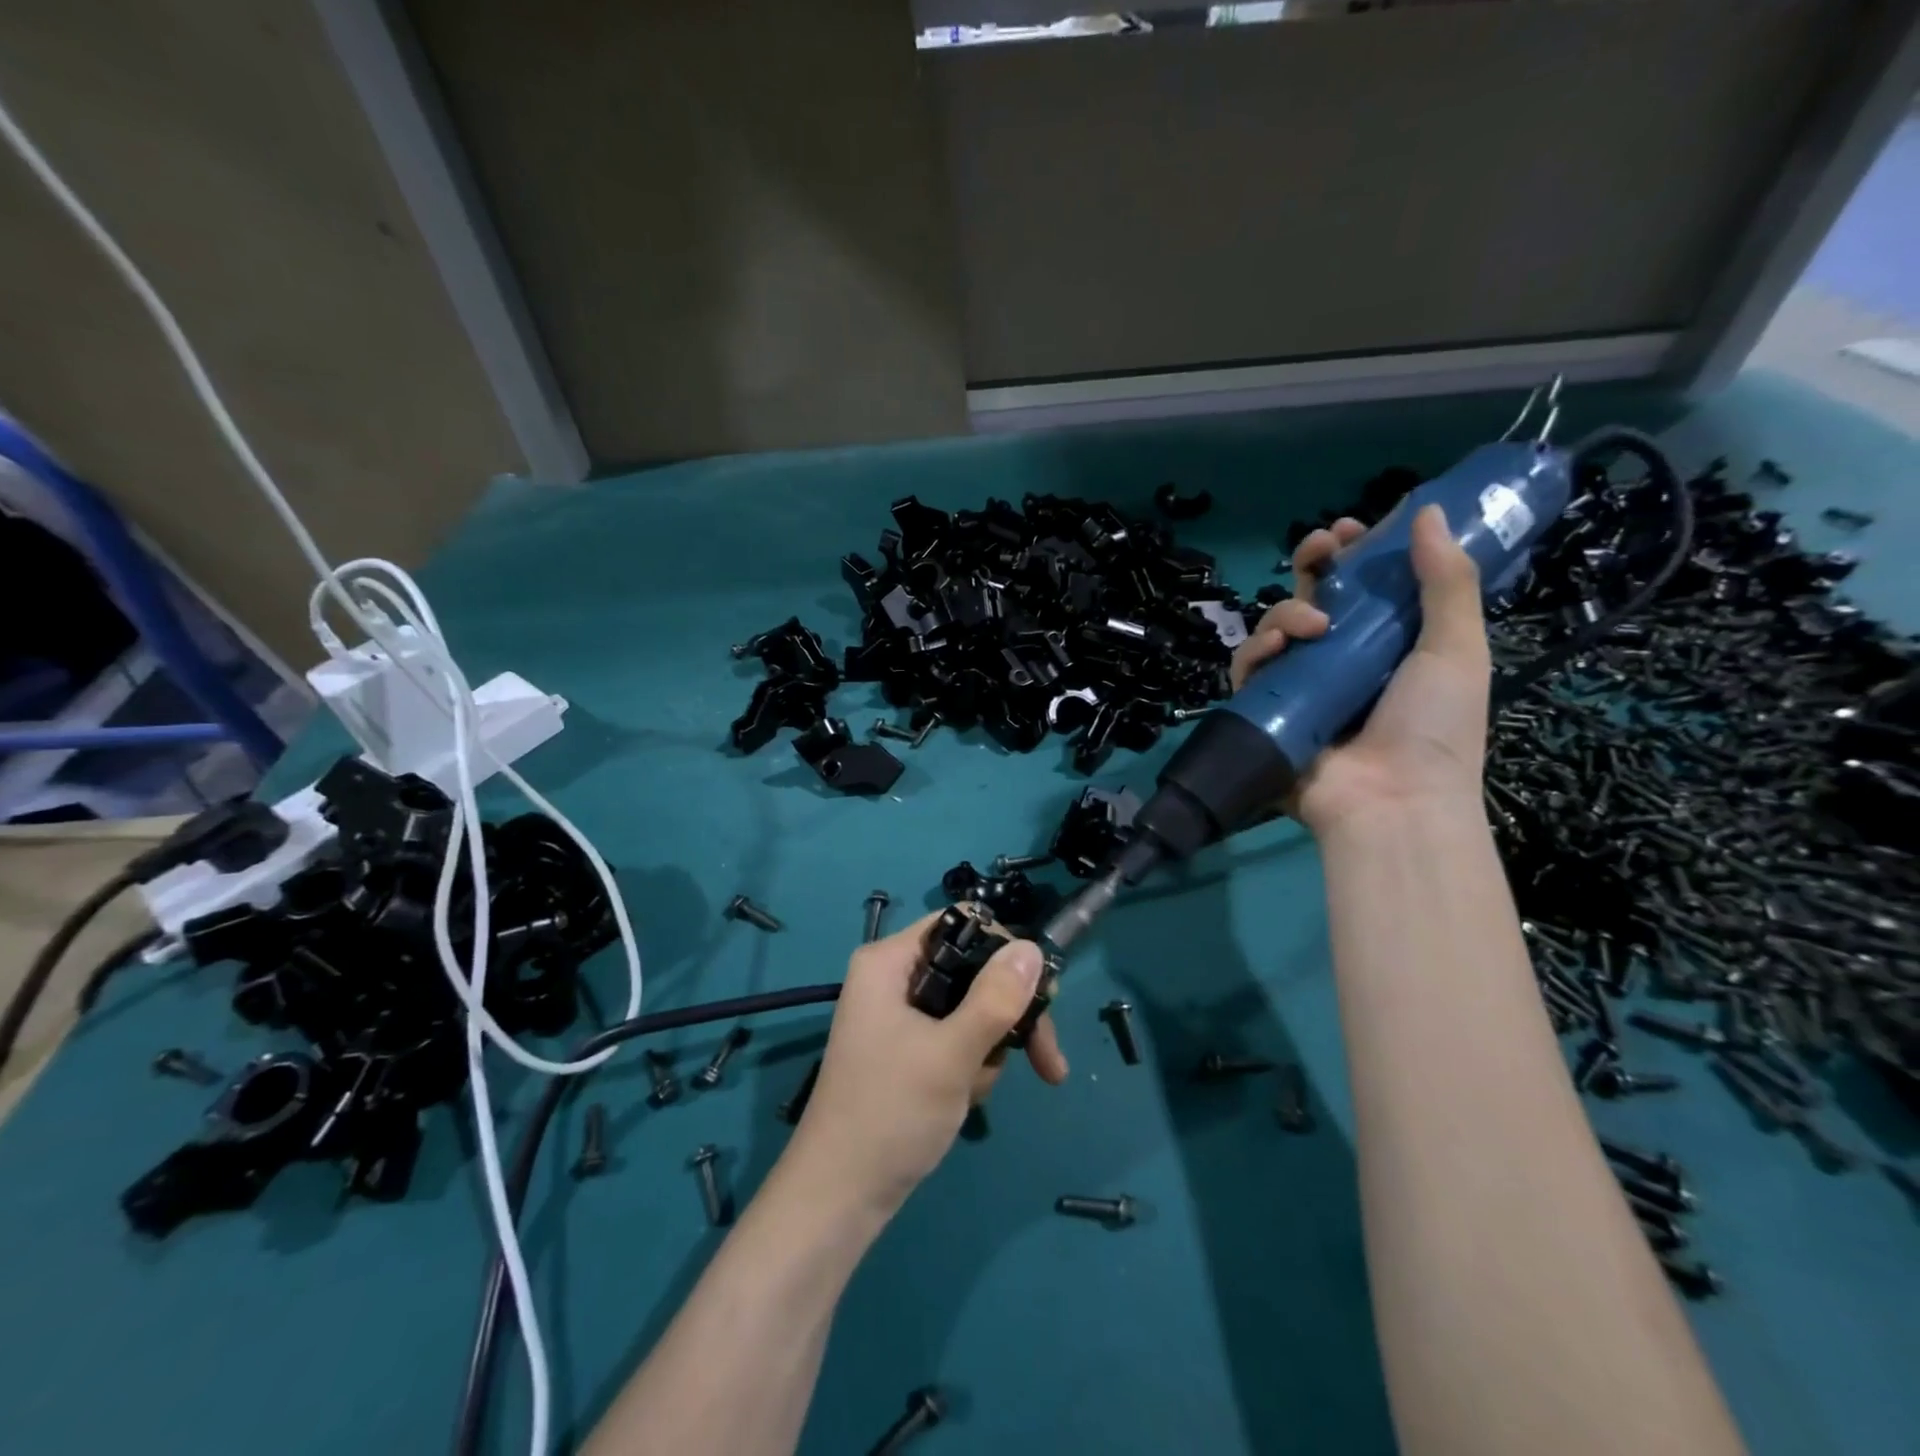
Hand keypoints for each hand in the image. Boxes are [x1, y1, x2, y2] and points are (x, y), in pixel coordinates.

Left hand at [786, 913, 1068, 1216]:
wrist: (841, 1199)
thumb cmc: (890, 1114)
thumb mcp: (951, 1053)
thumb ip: (996, 998)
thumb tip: (1033, 946)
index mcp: (889, 961)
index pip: (960, 925)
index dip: (1004, 951)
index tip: (1041, 994)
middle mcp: (893, 978)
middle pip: (973, 970)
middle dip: (1007, 1017)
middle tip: (1047, 1060)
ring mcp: (900, 1015)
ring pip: (971, 1008)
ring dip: (988, 1050)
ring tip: (974, 1091)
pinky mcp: (908, 1048)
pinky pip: (956, 1038)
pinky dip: (971, 1066)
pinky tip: (964, 1100)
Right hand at [1232, 503, 1490, 835]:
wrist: (1392, 802)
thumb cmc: (1434, 728)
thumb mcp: (1456, 649)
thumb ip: (1445, 581)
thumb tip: (1426, 511)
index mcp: (1389, 645)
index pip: (1366, 587)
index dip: (1358, 553)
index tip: (1356, 528)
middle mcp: (1340, 659)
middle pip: (1315, 596)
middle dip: (1313, 563)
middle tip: (1320, 547)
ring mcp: (1300, 685)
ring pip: (1276, 626)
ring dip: (1287, 610)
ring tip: (1312, 623)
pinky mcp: (1265, 709)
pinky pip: (1248, 668)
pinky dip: (1256, 650)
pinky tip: (1278, 647)